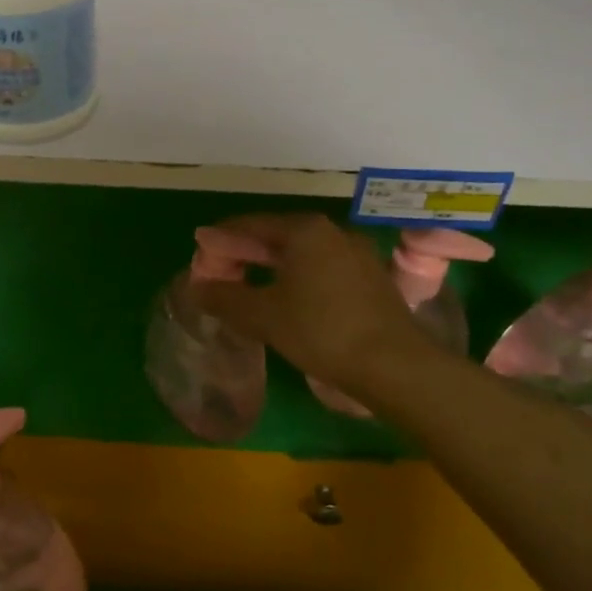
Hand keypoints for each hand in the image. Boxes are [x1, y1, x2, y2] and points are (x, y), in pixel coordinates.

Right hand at [188, 213, 429, 393]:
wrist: (395, 365)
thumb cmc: (321, 331)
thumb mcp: (263, 316)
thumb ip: (224, 298)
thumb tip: (196, 288)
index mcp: (305, 230)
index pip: (251, 224)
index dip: (221, 239)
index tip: (200, 252)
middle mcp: (333, 232)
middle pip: (278, 236)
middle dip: (246, 252)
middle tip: (220, 270)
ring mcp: (357, 254)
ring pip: (302, 253)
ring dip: (272, 266)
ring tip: (249, 284)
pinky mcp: (371, 278)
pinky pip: (323, 268)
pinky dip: (298, 276)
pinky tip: (287, 297)